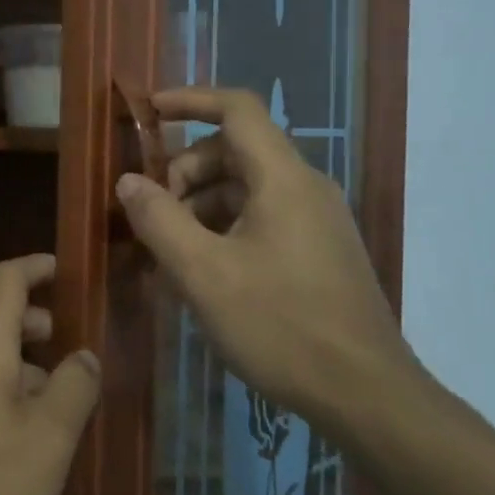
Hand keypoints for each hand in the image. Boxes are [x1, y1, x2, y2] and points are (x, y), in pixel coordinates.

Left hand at [0, 254, 99, 494]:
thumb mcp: (49, 440)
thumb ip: (75, 389)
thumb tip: (84, 355)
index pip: (6, 280)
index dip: (35, 267)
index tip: (60, 268)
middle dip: (33, 325)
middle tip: (64, 348)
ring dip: (18, 363)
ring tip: (49, 402)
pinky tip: (13, 433)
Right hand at [115, 87, 414, 428]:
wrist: (367, 395)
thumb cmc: (281, 325)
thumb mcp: (203, 274)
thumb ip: (159, 220)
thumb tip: (128, 181)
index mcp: (283, 178)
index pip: (237, 108)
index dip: (190, 100)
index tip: (148, 111)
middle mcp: (304, 187)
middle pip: (234, 151)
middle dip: (184, 171)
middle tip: (152, 215)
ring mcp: (315, 220)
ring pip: (245, 188)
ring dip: (199, 206)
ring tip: (167, 252)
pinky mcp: (318, 251)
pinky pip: (260, 219)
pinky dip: (222, 229)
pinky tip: (200, 273)